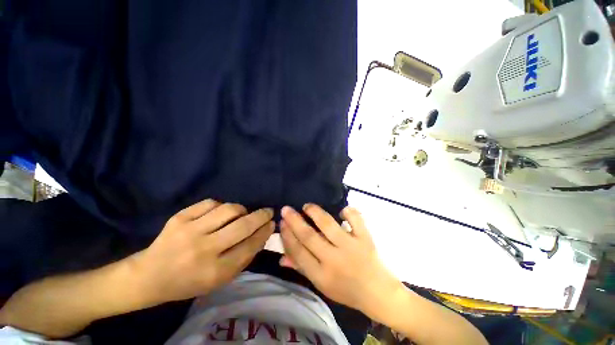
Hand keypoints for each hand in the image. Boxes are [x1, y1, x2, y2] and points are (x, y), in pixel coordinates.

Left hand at [134, 199, 274, 303]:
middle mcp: (203, 250)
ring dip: (241, 210)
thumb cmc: (189, 282)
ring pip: (229, 209)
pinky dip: (221, 206)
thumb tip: (263, 233)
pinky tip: (219, 214)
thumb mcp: (220, 280)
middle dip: (261, 216)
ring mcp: (189, 231)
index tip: (272, 223)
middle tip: (268, 211)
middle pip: (243, 225)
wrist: (149, 276)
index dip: (264, 232)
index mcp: (214, 271)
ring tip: (241, 214)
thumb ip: (244, 257)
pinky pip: (211, 203)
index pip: (250, 246)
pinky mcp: (179, 218)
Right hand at [280, 204, 400, 313]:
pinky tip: (341, 210)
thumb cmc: (347, 291)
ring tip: (307, 206)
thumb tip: (282, 257)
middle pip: (309, 236)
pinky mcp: (365, 239)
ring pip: (328, 225)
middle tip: (286, 209)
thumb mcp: (322, 285)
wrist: (379, 293)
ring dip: (315, 212)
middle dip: (295, 221)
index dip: (287, 236)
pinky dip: (348, 212)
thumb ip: (302, 268)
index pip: (299, 252)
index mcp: (322, 275)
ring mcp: (351, 247)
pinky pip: (355, 220)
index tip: (282, 222)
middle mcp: (334, 260)